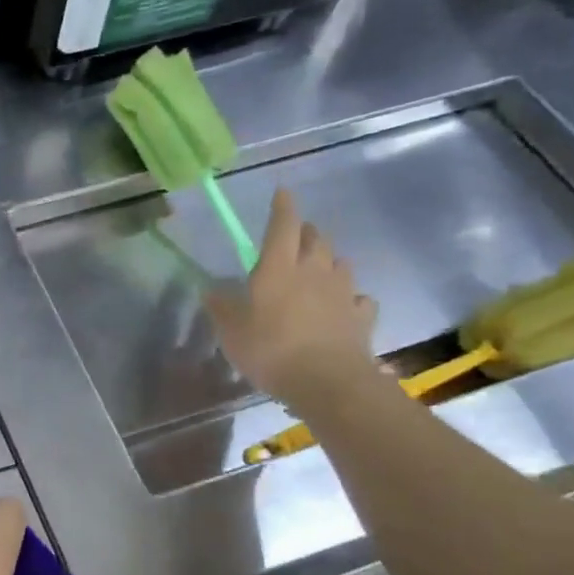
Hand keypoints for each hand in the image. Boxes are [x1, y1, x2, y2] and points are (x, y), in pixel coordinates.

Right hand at [204, 188, 380, 413]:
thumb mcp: (230, 331)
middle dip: (305, 232)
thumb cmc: (270, 349)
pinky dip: (349, 297)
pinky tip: (342, 306)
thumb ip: (221, 307)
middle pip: (316, 238)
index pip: (282, 226)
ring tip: (317, 270)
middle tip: (293, 238)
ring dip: (328, 261)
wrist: (327, 382)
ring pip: (340, 263)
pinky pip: (358, 298)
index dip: (282, 207)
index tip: (283, 192)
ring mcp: (343, 292)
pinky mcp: (362, 316)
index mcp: (278, 268)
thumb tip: (211, 290)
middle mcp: (314, 271)